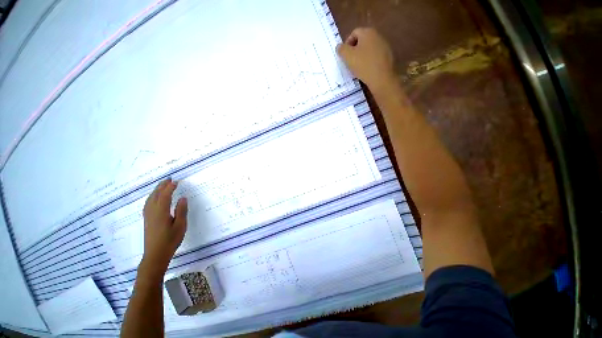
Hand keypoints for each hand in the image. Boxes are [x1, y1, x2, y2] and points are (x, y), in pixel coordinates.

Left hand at [140, 179, 187, 276]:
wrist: (155, 255)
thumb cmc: (170, 240)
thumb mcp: (180, 226)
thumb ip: (181, 211)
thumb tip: (182, 198)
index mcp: (161, 212)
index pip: (165, 196)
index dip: (170, 188)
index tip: (176, 181)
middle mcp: (152, 212)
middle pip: (155, 195)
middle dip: (162, 186)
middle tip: (169, 179)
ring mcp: (148, 216)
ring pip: (150, 199)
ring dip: (156, 191)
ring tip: (163, 185)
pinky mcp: (147, 220)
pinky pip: (147, 204)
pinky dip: (152, 197)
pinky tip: (155, 198)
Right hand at [336, 27, 395, 90]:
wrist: (382, 78)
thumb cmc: (363, 65)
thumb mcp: (347, 57)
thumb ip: (341, 49)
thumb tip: (339, 47)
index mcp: (367, 32)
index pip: (354, 33)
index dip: (347, 44)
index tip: (344, 56)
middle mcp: (378, 35)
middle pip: (362, 41)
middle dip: (354, 51)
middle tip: (350, 62)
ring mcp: (385, 46)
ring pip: (369, 49)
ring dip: (362, 57)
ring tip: (358, 68)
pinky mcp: (388, 57)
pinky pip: (375, 57)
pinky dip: (369, 62)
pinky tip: (366, 71)